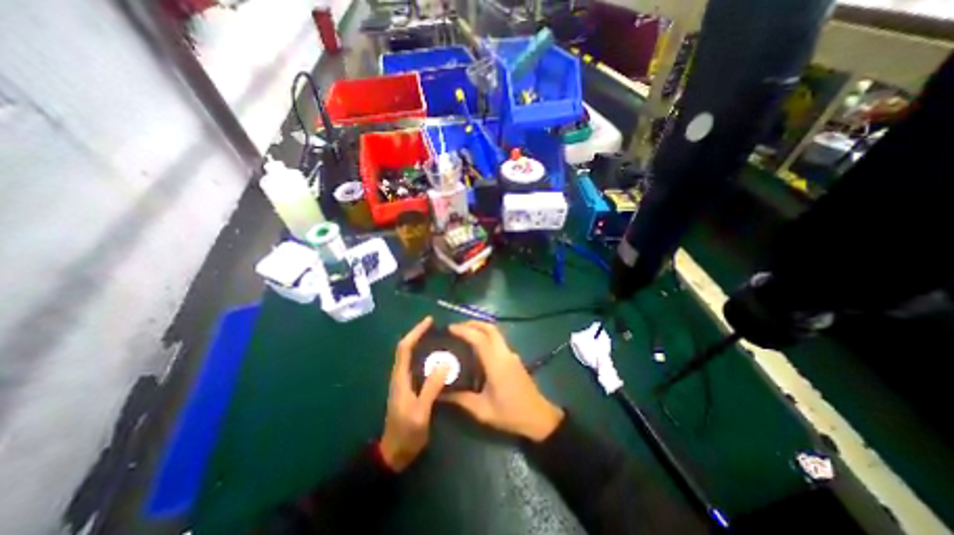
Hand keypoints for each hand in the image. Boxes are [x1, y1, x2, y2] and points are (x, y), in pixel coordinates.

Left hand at [378, 315, 448, 470]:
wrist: (394, 455)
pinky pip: (416, 366)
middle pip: (406, 348)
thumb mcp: (420, 412)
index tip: (429, 321)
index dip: (415, 332)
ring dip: (421, 344)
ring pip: (411, 356)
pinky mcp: (409, 389)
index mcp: (400, 378)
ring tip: (439, 338)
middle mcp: (400, 376)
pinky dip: (425, 356)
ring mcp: (403, 383)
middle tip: (437, 328)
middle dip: (419, 334)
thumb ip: (431, 388)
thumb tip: (444, 363)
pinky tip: (438, 359)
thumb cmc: (406, 433)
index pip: (404, 348)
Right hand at [445, 322, 560, 442]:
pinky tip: (477, 347)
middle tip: (456, 328)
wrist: (539, 417)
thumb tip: (439, 393)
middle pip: (490, 328)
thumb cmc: (510, 414)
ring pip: (495, 333)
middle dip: (473, 324)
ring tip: (464, 334)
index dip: (464, 330)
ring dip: (480, 328)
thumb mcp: (482, 410)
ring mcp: (511, 354)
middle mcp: (505, 353)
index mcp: (496, 363)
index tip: (449, 328)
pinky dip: (486, 336)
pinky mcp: (514, 358)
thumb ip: (460, 399)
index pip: (479, 338)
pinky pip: (498, 340)